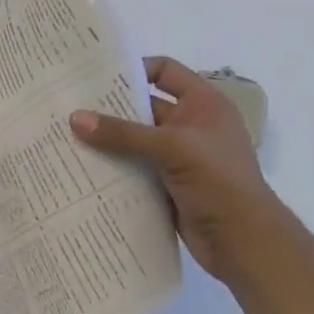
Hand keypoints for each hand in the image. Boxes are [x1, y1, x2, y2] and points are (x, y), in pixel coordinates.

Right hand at [69, 57, 285, 280]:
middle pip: (144, 107)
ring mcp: (180, 158)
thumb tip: (74, 118)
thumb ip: (122, 133)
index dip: (135, 69)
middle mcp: (191, 126)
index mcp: (203, 105)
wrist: (245, 244)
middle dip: (110, 107)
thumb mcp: (172, 148)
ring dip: (107, 140)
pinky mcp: (168, 185)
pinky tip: (84, 167)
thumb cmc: (219, 182)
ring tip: (68, 136)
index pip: (165, 71)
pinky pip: (134, 168)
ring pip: (135, 140)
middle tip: (70, 105)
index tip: (97, 77)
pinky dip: (113, 167)